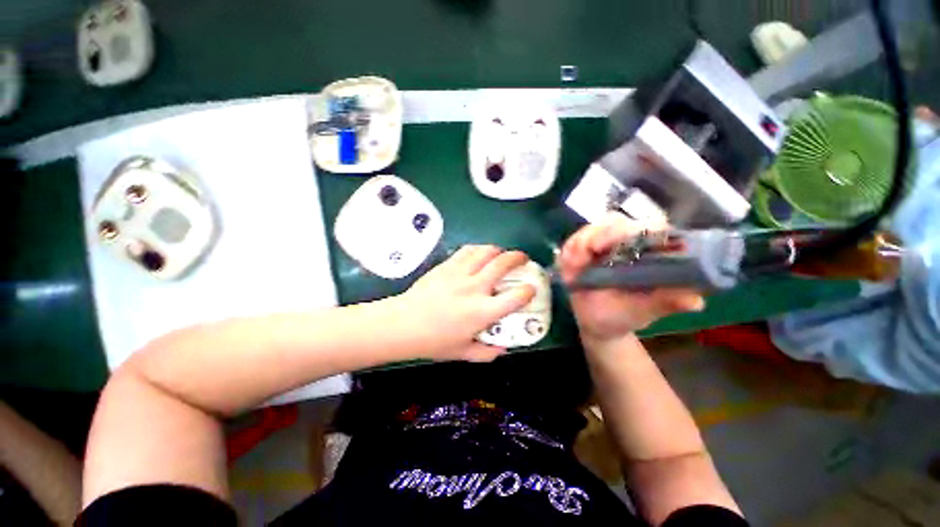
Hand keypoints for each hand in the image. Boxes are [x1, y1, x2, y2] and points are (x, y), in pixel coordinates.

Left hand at [397, 245, 535, 362]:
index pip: (516, 297)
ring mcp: (460, 273)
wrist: (403, 324)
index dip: (528, 291)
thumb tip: (504, 348)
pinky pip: (468, 250)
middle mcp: (475, 288)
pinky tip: (480, 254)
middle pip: (503, 264)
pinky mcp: (447, 265)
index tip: (530, 290)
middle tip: (523, 259)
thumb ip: (488, 353)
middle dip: (518, 259)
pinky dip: (479, 249)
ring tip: (502, 254)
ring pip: (486, 252)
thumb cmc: (434, 341)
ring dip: (499, 251)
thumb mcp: (464, 353)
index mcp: (482, 312)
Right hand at [558, 214, 704, 344]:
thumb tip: (694, 301)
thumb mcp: (642, 312)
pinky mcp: (584, 247)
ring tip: (572, 269)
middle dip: (595, 236)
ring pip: (592, 228)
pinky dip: (569, 251)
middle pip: (615, 222)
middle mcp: (629, 242)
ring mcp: (604, 243)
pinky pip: (574, 240)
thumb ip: (664, 304)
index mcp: (652, 253)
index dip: (632, 230)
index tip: (608, 246)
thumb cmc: (622, 316)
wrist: (595, 322)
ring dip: (578, 245)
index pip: (650, 227)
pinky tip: (568, 269)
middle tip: (580, 260)